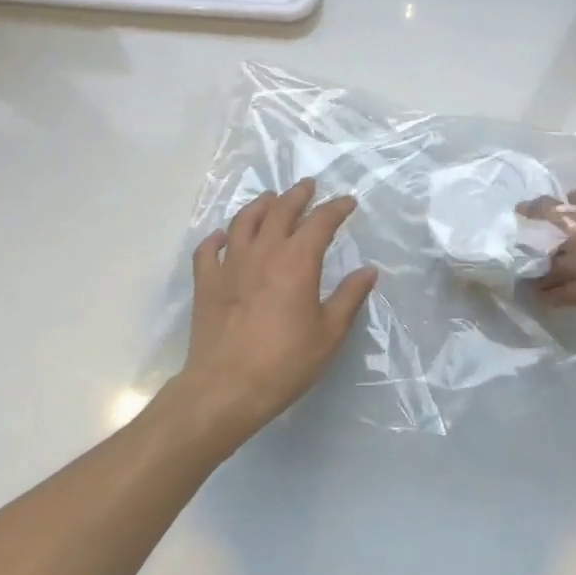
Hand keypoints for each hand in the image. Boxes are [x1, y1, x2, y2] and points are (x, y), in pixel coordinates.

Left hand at [179, 179, 377, 442]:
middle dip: (297, 195)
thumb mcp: (329, 333)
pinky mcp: (206, 283)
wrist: (226, 388)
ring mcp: (230, 265)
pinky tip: (223, 237)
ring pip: (244, 221)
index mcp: (297, 261)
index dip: (336, 208)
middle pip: (280, 211)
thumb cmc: (285, 362)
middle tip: (308, 186)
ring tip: (270, 199)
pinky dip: (217, 238)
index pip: (321, 222)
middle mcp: (264, 252)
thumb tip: (368, 271)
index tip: (348, 202)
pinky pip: (209, 249)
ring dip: (260, 205)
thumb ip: (350, 297)